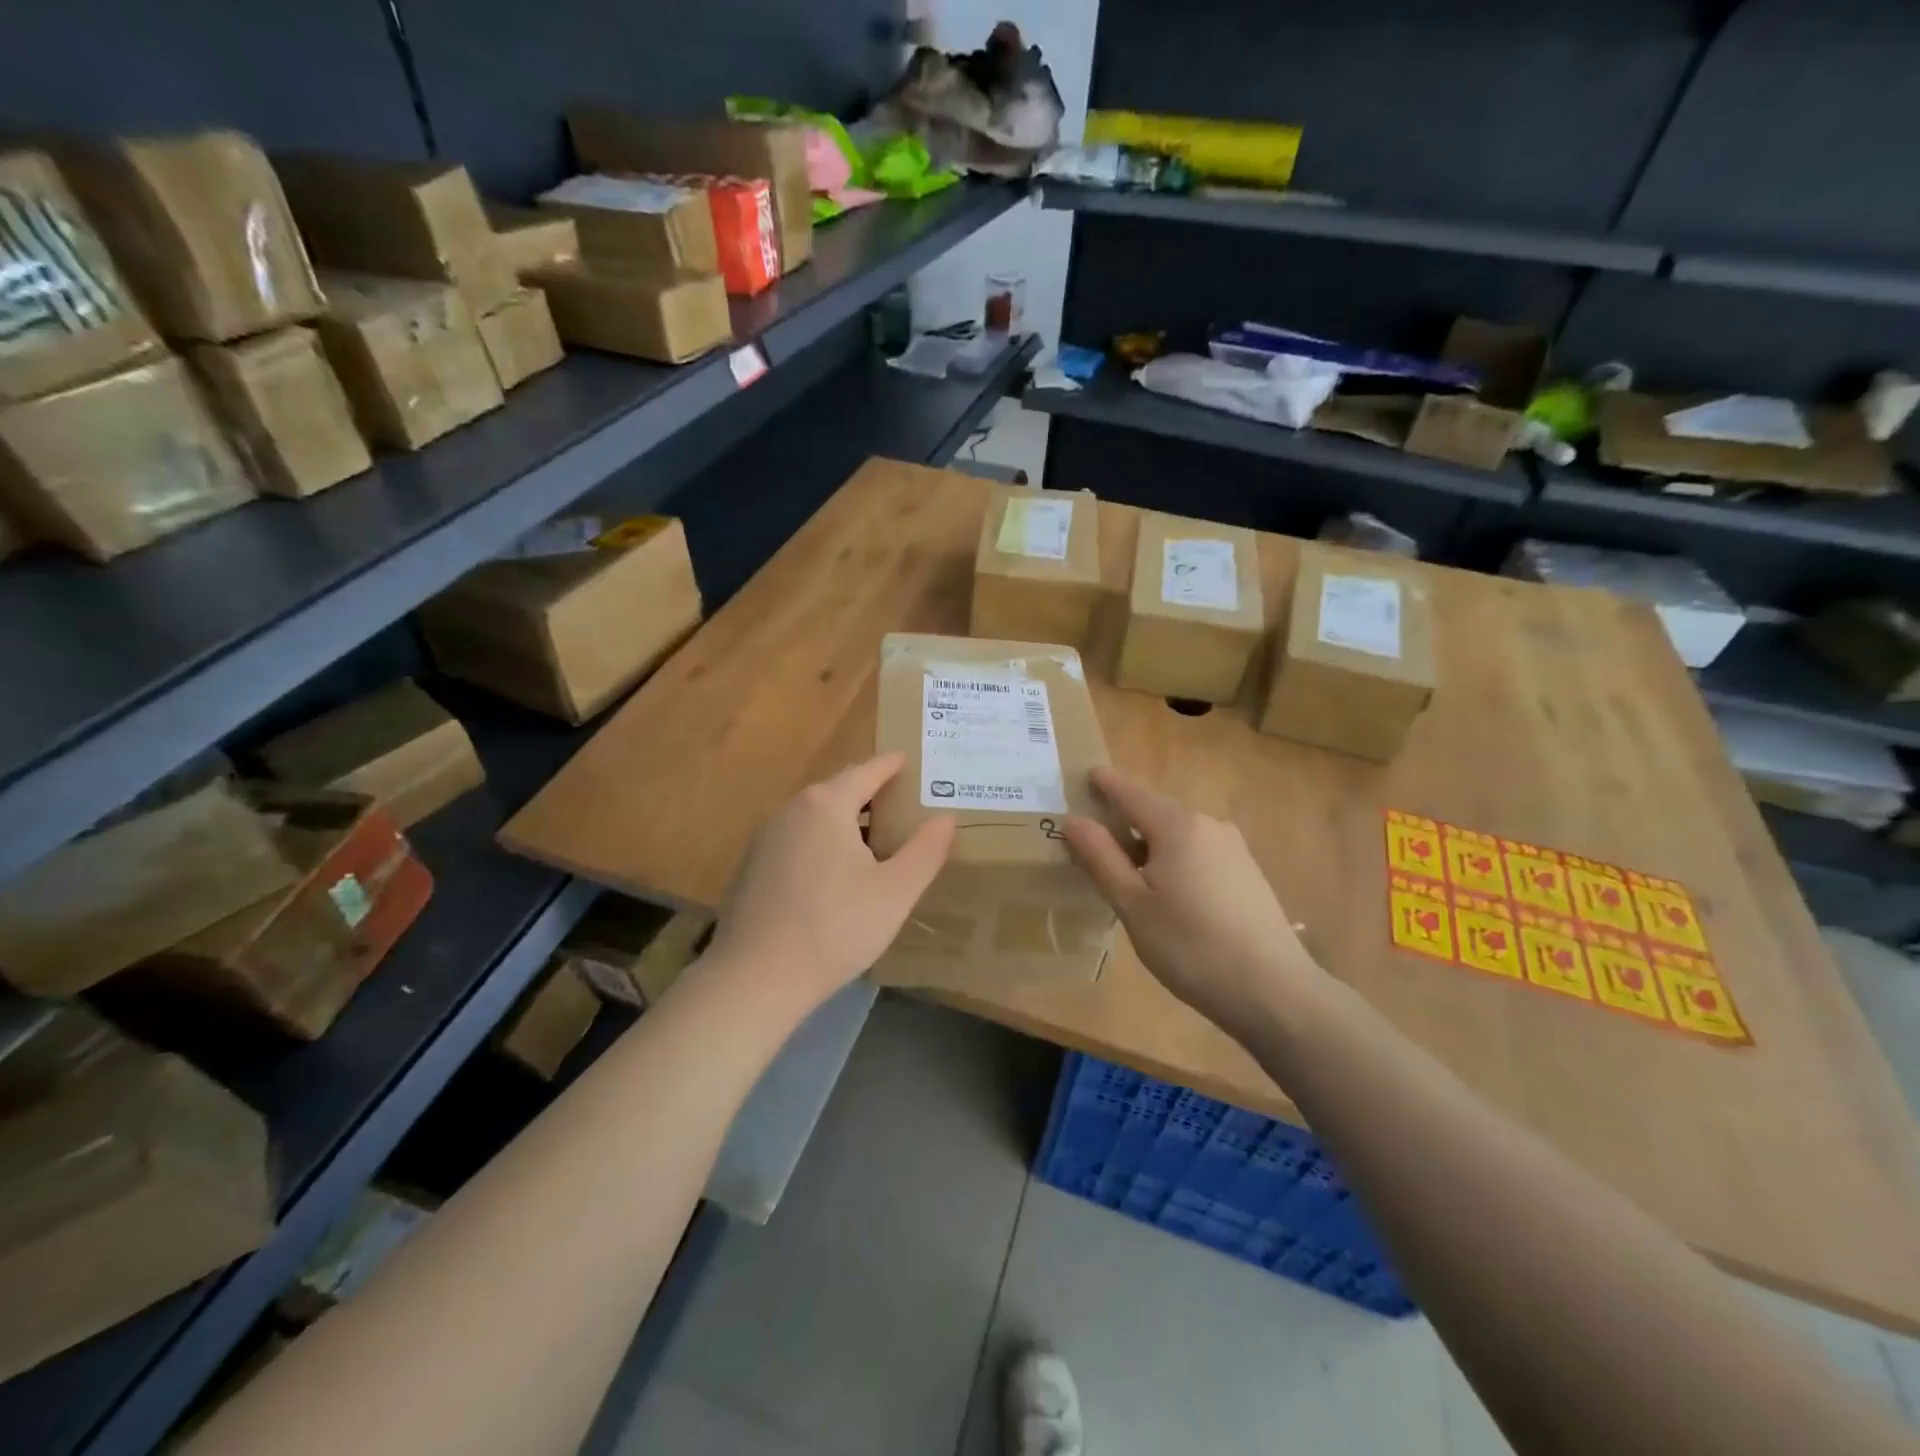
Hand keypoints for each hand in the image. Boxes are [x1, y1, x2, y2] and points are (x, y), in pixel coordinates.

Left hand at [705, 753, 954, 1012]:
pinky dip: (821, 842)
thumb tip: (946, 818)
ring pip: (815, 817)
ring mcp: (765, 837)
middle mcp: (791, 809)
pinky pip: (797, 839)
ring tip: (874, 838)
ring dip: (844, 820)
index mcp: (826, 805)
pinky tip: (835, 874)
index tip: (907, 760)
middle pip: (838, 791)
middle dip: (869, 793)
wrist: (756, 977)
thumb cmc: (835, 927)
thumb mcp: (896, 891)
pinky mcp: (752, 866)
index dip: (890, 766)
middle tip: (901, 802)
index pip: (866, 771)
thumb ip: (925, 850)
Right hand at [1062, 767, 1320, 1035]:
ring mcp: (1233, 848)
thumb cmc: (1191, 946)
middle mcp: (1208, 825)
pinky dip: (1173, 858)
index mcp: (1177, 826)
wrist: (1273, 991)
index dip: (1105, 784)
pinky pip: (1198, 851)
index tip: (1084, 776)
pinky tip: (1165, 891)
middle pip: (1155, 811)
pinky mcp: (1247, 872)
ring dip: (1148, 842)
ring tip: (1123, 870)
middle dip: (1123, 818)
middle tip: (1091, 837)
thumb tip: (1074, 819)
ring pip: (1178, 833)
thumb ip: (1100, 857)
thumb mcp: (1132, 905)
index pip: (1131, 792)